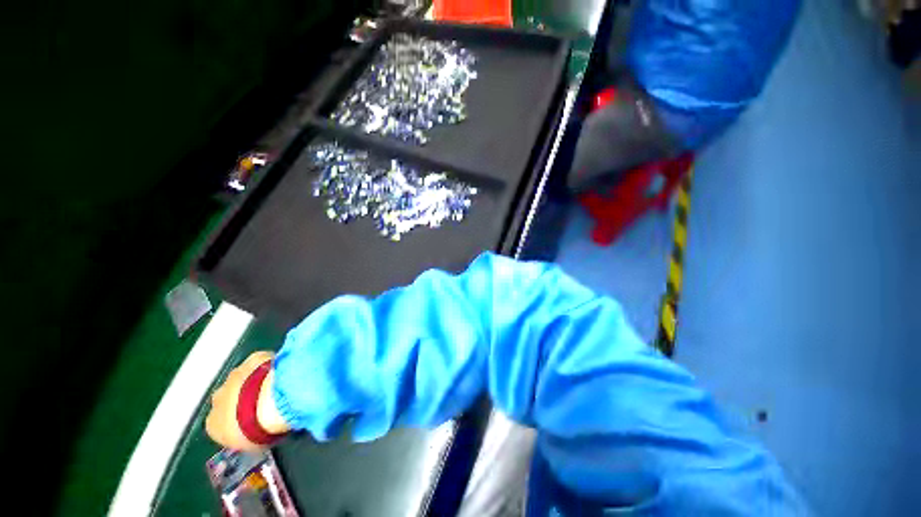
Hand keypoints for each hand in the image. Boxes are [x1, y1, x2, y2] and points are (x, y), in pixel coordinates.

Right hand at [205, 351, 290, 451]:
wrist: (270, 400)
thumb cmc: (260, 429)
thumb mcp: (253, 445)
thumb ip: (251, 439)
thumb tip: (260, 437)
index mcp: (213, 424)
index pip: (223, 424)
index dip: (241, 422)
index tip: (258, 422)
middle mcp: (218, 398)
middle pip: (231, 398)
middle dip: (247, 399)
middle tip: (268, 403)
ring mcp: (235, 375)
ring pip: (245, 378)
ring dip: (257, 382)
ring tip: (277, 387)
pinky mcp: (253, 359)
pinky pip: (260, 362)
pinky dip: (269, 365)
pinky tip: (282, 370)